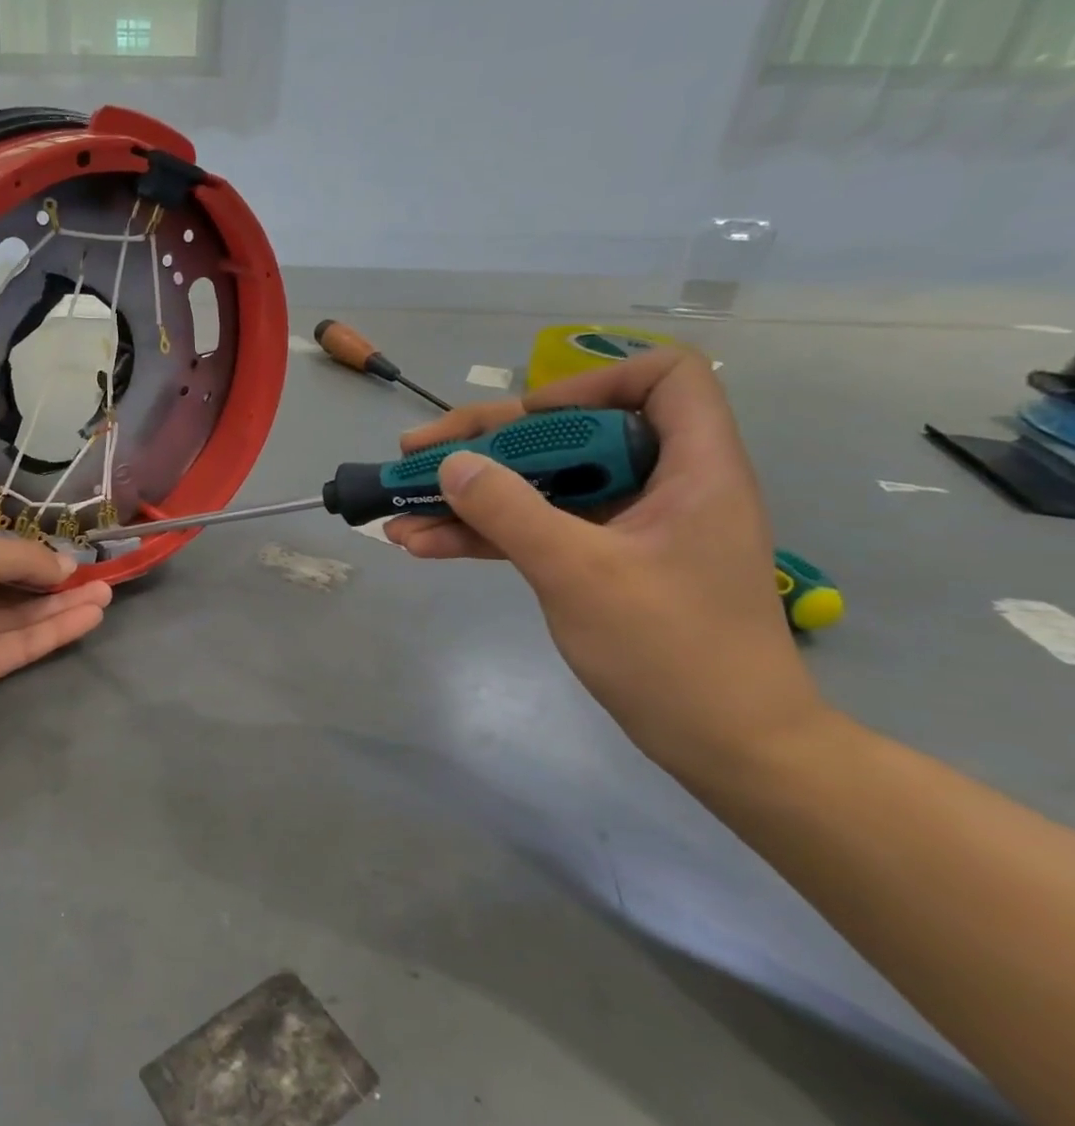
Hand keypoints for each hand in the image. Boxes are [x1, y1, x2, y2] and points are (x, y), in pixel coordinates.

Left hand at [0, 527, 111, 748]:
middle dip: (45, 572)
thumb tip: (67, 567)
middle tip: (92, 565)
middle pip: (2, 578)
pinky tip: (92, 613)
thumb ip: (23, 558)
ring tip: (107, 589)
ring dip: (61, 602)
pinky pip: (22, 643)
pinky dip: (55, 629)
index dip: (2, 534)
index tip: (41, 527)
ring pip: (18, 613)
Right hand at [385, 349, 822, 772]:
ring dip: (470, 494)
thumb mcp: (579, 573)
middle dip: (487, 442)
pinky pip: (536, 529)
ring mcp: (626, 527)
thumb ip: (510, 511)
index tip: (526, 419)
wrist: (726, 746)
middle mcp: (660, 485)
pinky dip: (484, 534)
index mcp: (692, 468)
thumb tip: (452, 464)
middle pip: (570, 433)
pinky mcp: (601, 563)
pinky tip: (425, 545)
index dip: (592, 382)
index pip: (664, 379)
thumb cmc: (672, 651)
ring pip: (541, 485)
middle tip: (417, 453)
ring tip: (401, 506)